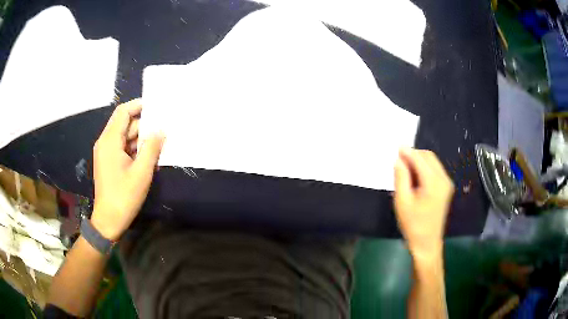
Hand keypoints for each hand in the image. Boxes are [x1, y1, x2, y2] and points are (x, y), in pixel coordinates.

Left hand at [91, 99, 164, 240]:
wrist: (109, 220)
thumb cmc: (124, 197)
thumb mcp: (142, 172)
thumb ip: (152, 148)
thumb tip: (161, 131)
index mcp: (110, 141)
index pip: (123, 112)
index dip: (138, 105)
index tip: (157, 107)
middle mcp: (105, 142)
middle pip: (125, 124)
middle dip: (143, 126)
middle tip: (162, 132)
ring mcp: (105, 152)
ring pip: (125, 136)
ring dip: (140, 140)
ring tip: (158, 148)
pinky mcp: (108, 161)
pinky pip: (122, 147)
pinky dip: (135, 149)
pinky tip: (147, 159)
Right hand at [394, 148, 453, 258]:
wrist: (427, 243)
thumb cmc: (413, 225)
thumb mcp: (402, 202)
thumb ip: (401, 178)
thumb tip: (398, 160)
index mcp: (434, 183)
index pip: (420, 159)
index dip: (408, 152)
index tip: (396, 147)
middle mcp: (444, 179)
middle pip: (429, 156)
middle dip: (414, 154)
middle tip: (399, 159)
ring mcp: (447, 183)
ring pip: (432, 161)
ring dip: (419, 160)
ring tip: (405, 167)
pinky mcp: (446, 188)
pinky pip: (435, 170)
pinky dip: (424, 167)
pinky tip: (415, 175)